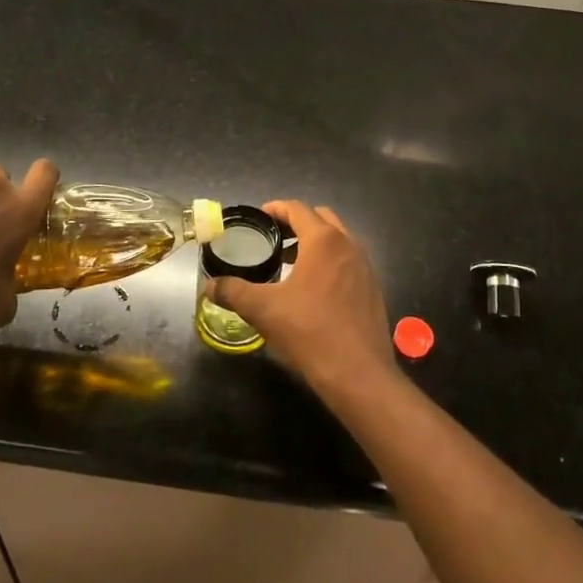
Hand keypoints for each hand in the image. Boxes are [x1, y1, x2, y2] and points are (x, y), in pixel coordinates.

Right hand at [208, 201, 393, 398]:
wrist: (358, 374)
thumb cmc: (309, 331)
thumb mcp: (263, 310)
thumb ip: (233, 291)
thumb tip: (209, 285)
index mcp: (323, 240)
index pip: (297, 208)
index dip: (275, 209)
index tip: (258, 219)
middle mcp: (349, 244)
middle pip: (321, 218)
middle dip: (296, 222)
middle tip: (273, 238)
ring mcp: (365, 266)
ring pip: (338, 239)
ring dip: (314, 242)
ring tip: (289, 262)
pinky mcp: (372, 288)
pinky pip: (348, 261)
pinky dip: (329, 261)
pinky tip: (312, 289)